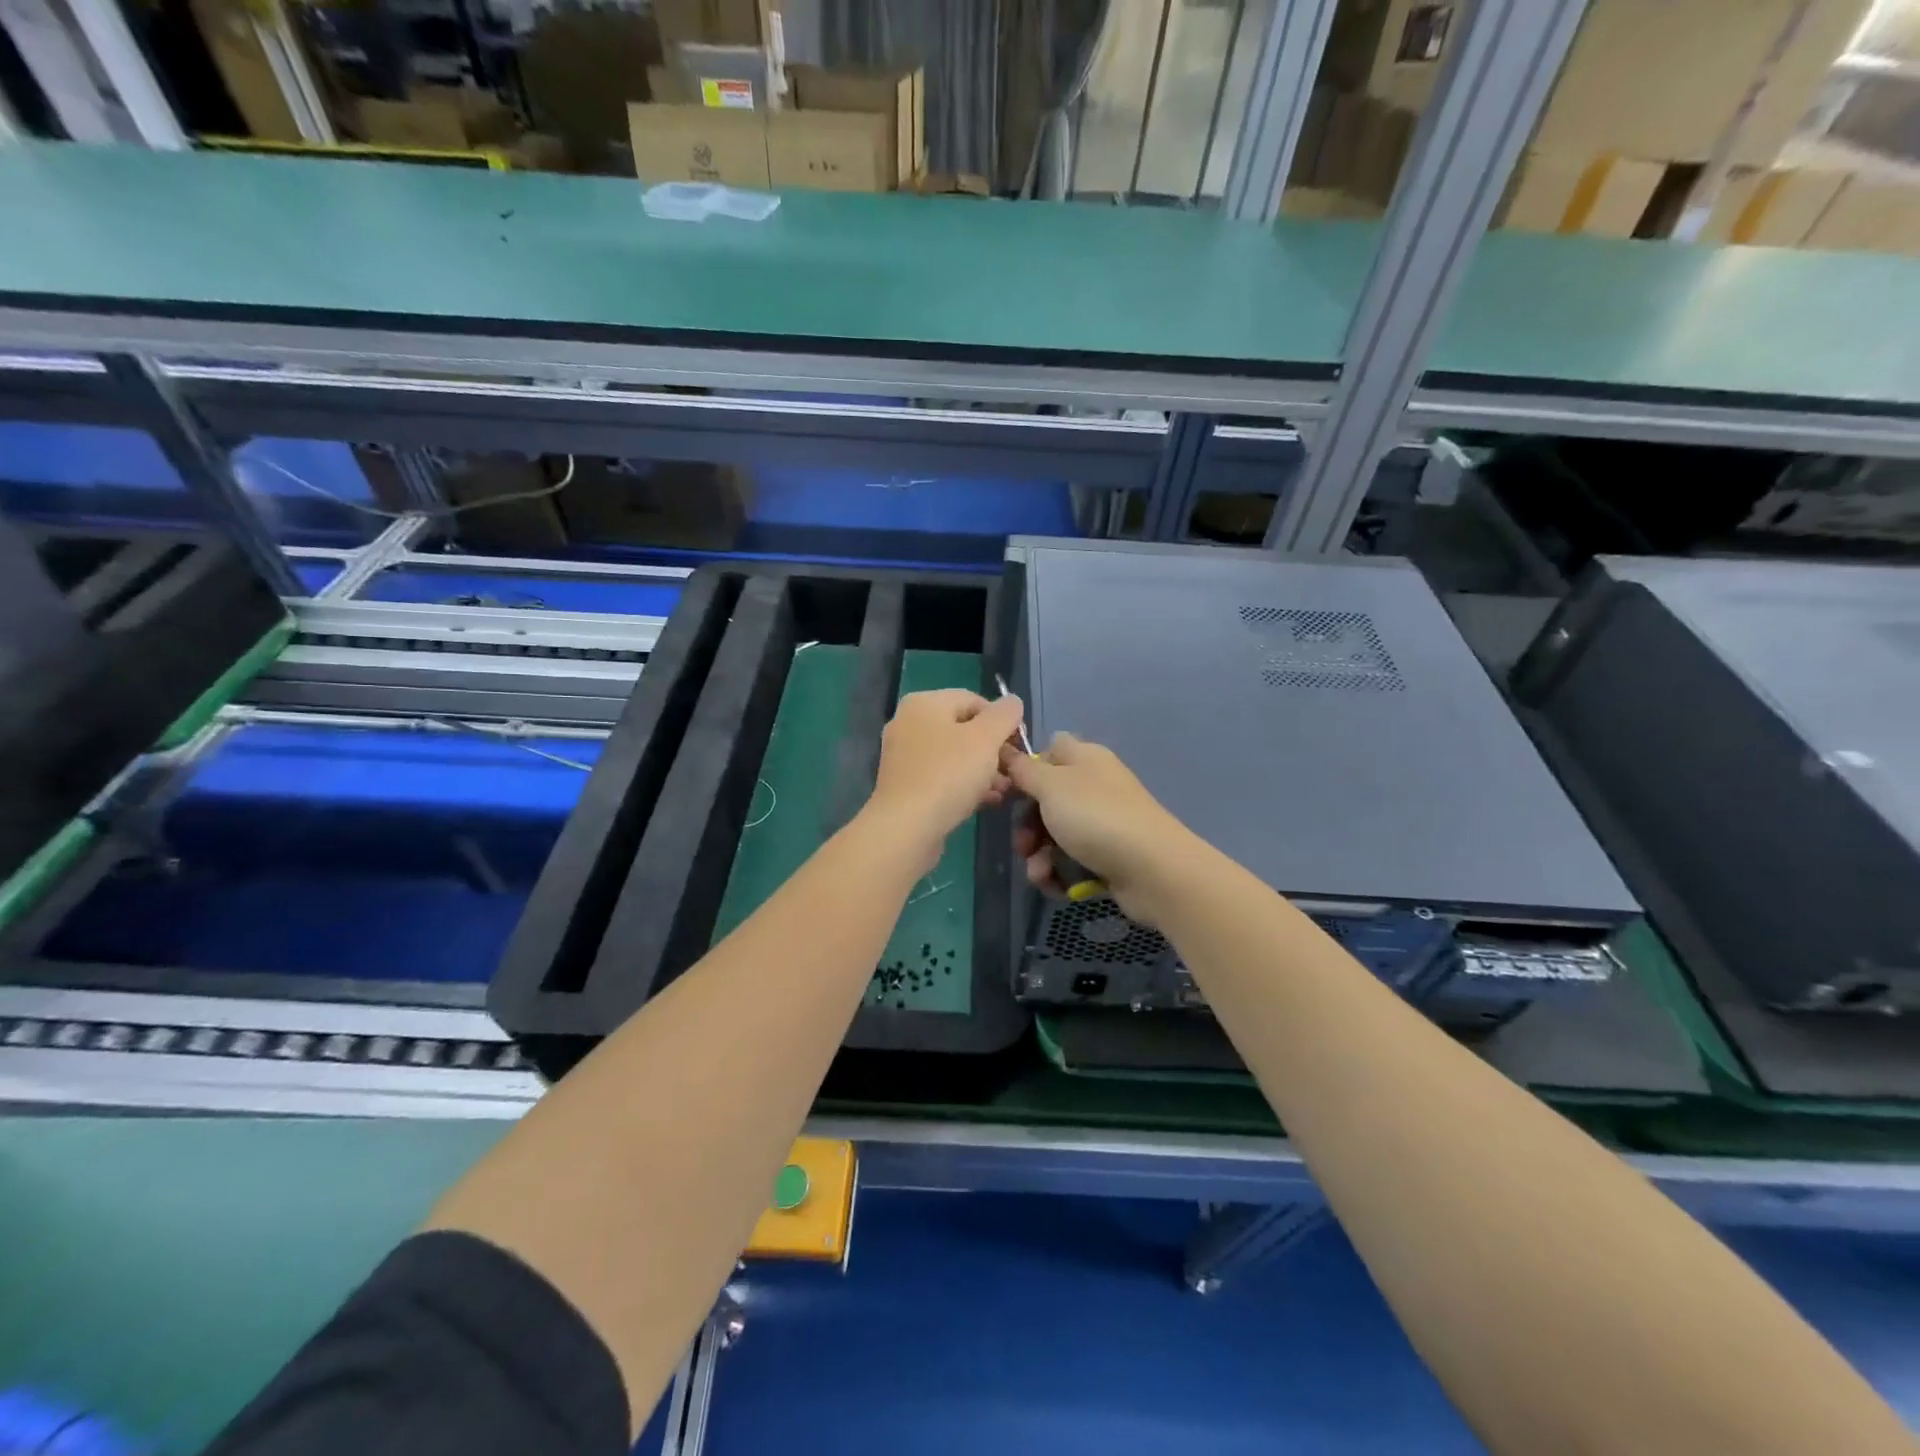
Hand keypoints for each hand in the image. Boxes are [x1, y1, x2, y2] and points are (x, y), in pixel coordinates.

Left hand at [864, 689, 1024, 871]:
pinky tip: (987, 801)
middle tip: (1014, 770)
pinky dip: (965, 785)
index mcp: (924, 703)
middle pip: (963, 729)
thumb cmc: (948, 775)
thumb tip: (1012, 702)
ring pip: (954, 756)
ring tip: (1005, 790)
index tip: (1019, 745)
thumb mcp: (986, 738)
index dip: (1002, 719)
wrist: (906, 828)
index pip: (973, 700)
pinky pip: (942, 777)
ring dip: (983, 770)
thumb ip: (1004, 715)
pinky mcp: (905, 786)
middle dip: (994, 750)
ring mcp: (904, 756)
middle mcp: (909, 724)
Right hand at [1003, 732, 1196, 927]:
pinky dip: (1060, 873)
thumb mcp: (1051, 785)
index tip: (1008, 791)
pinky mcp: (1109, 855)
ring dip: (1039, 856)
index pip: (1048, 752)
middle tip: (1022, 845)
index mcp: (1084, 759)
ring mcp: (1104, 822)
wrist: (1152, 869)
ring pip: (1056, 834)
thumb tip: (1007, 750)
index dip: (1026, 770)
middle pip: (1047, 799)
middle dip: (1028, 826)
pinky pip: (1073, 860)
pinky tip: (1055, 885)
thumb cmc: (1096, 817)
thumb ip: (1024, 769)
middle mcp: (1095, 786)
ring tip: (1040, 873)